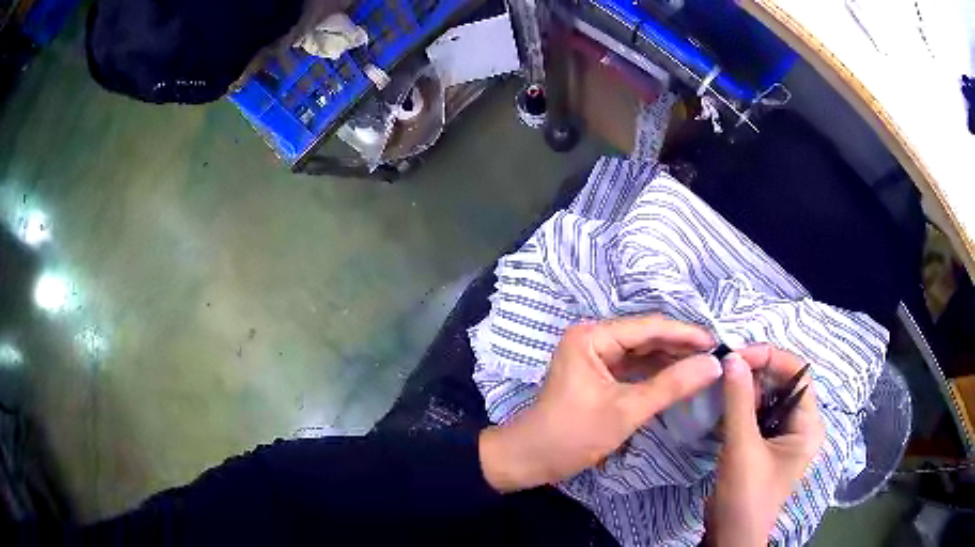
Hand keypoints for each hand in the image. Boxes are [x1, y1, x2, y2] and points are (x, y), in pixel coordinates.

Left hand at [479, 315, 720, 492]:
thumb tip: (713, 364)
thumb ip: (671, 386)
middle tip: (717, 355)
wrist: (529, 460)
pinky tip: (681, 377)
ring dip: (671, 360)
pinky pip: (634, 368)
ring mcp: (595, 357)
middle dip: (681, 346)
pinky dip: (657, 374)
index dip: (686, 334)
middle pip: (647, 337)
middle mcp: (593, 338)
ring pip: (642, 353)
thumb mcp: (626, 411)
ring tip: (706, 365)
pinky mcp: (598, 376)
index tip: (719, 342)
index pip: (649, 327)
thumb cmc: (572, 435)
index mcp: (592, 336)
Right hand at [706, 346, 824, 546]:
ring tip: (722, 386)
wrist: (731, 535)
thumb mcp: (742, 447)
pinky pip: (759, 413)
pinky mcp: (766, 444)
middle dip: (757, 371)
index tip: (738, 356)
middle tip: (726, 369)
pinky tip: (725, 406)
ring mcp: (784, 435)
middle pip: (784, 382)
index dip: (771, 357)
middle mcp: (801, 424)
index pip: (798, 373)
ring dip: (747, 388)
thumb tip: (732, 358)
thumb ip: (739, 401)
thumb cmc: (746, 495)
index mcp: (808, 424)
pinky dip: (742, 405)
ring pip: (770, 397)